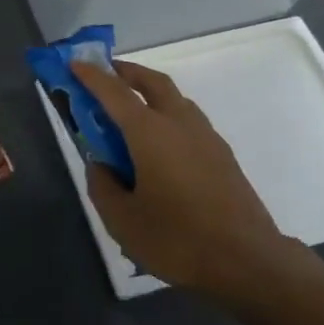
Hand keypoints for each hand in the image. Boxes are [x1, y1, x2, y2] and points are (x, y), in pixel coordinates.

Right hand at [72, 59, 307, 298]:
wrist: (249, 261)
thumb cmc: (177, 239)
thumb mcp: (122, 220)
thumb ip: (102, 185)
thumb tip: (100, 166)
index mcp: (149, 132)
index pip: (114, 92)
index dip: (91, 75)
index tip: (74, 63)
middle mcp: (179, 123)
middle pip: (153, 82)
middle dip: (128, 72)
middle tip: (107, 73)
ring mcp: (205, 137)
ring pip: (175, 99)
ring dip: (151, 93)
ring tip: (131, 110)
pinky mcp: (222, 156)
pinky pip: (188, 121)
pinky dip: (168, 116)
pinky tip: (160, 145)